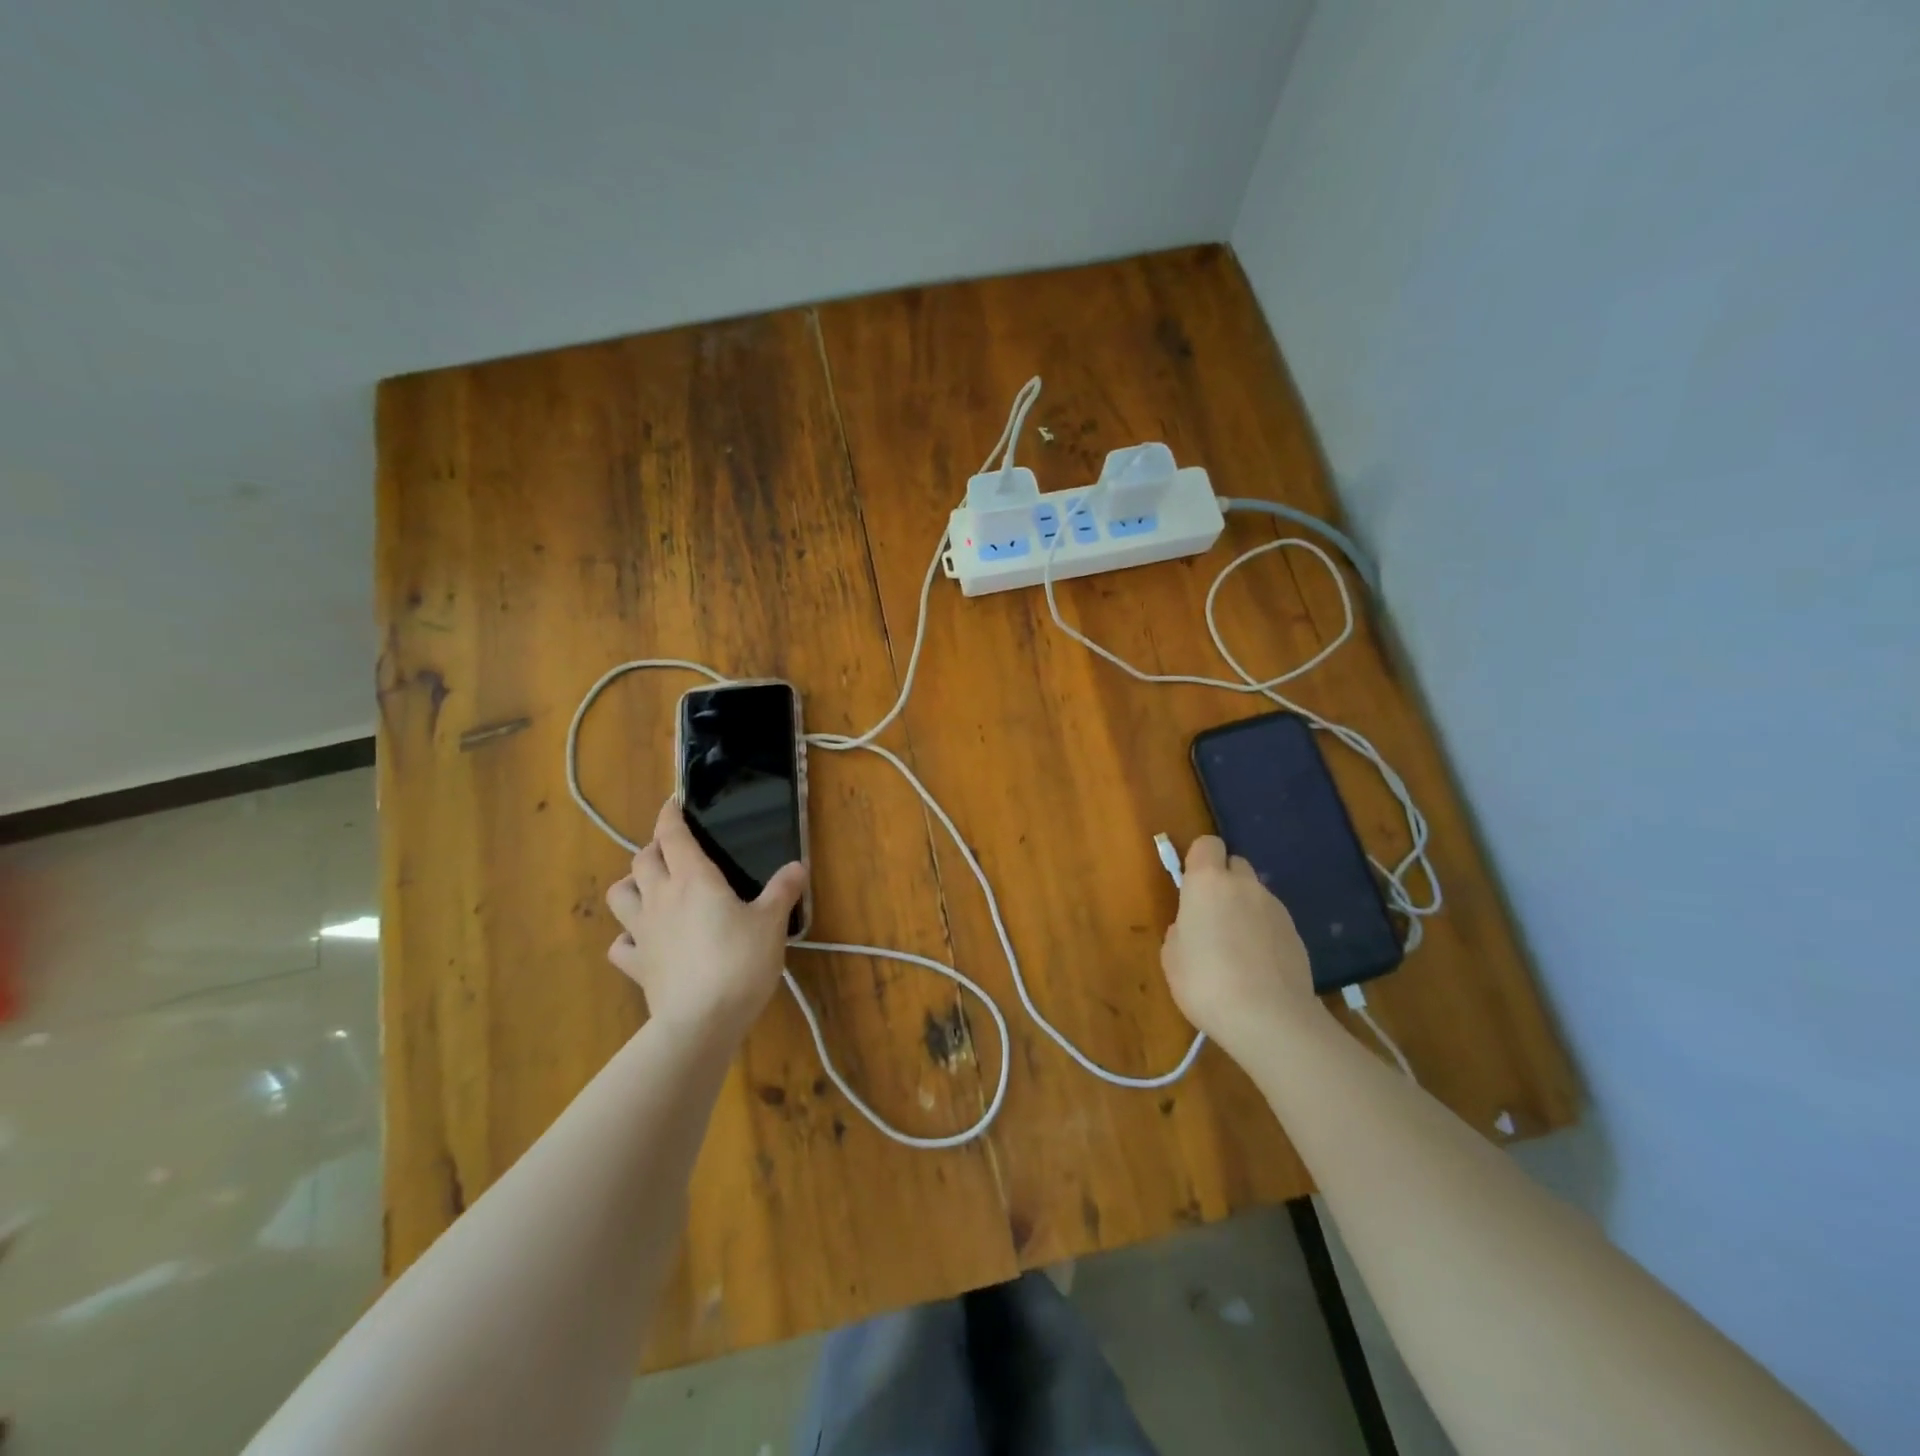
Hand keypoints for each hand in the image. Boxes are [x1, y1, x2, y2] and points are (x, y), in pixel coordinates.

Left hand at [604, 799, 807, 1043]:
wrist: (702, 1021)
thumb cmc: (740, 962)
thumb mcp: (772, 923)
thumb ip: (782, 891)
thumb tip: (797, 866)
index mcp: (693, 879)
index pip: (672, 835)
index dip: (670, 815)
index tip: (673, 803)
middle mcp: (661, 898)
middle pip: (642, 860)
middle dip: (654, 848)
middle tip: (673, 850)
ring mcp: (642, 932)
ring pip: (620, 895)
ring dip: (631, 885)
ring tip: (650, 888)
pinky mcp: (637, 965)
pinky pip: (620, 944)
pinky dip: (628, 937)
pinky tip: (643, 941)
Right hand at [1160, 836, 1321, 1056]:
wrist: (1270, 1019)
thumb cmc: (1205, 982)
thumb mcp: (1172, 957)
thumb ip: (1182, 930)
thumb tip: (1193, 929)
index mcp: (1207, 882)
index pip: (1207, 844)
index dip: (1199, 860)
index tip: (1191, 886)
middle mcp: (1244, 885)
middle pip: (1235, 865)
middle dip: (1224, 882)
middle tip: (1212, 917)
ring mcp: (1275, 908)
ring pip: (1255, 895)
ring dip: (1244, 909)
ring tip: (1236, 950)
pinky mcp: (1297, 934)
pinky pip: (1272, 921)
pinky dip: (1263, 933)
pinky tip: (1257, 966)